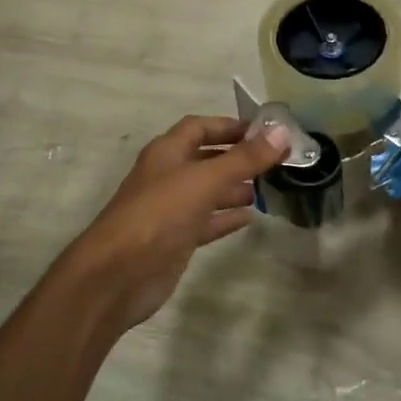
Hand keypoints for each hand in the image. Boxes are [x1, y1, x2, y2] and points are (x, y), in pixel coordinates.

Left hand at [55, 116, 290, 335]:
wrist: (118, 274)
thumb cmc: (159, 214)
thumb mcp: (205, 180)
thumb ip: (245, 158)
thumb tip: (282, 132)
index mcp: (167, 152)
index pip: (199, 127)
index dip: (230, 126)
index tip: (265, 133)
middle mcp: (168, 176)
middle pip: (206, 159)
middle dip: (238, 158)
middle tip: (275, 163)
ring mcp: (170, 210)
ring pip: (208, 192)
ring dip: (235, 188)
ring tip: (268, 189)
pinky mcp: (175, 240)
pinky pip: (206, 222)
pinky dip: (226, 218)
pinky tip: (250, 219)